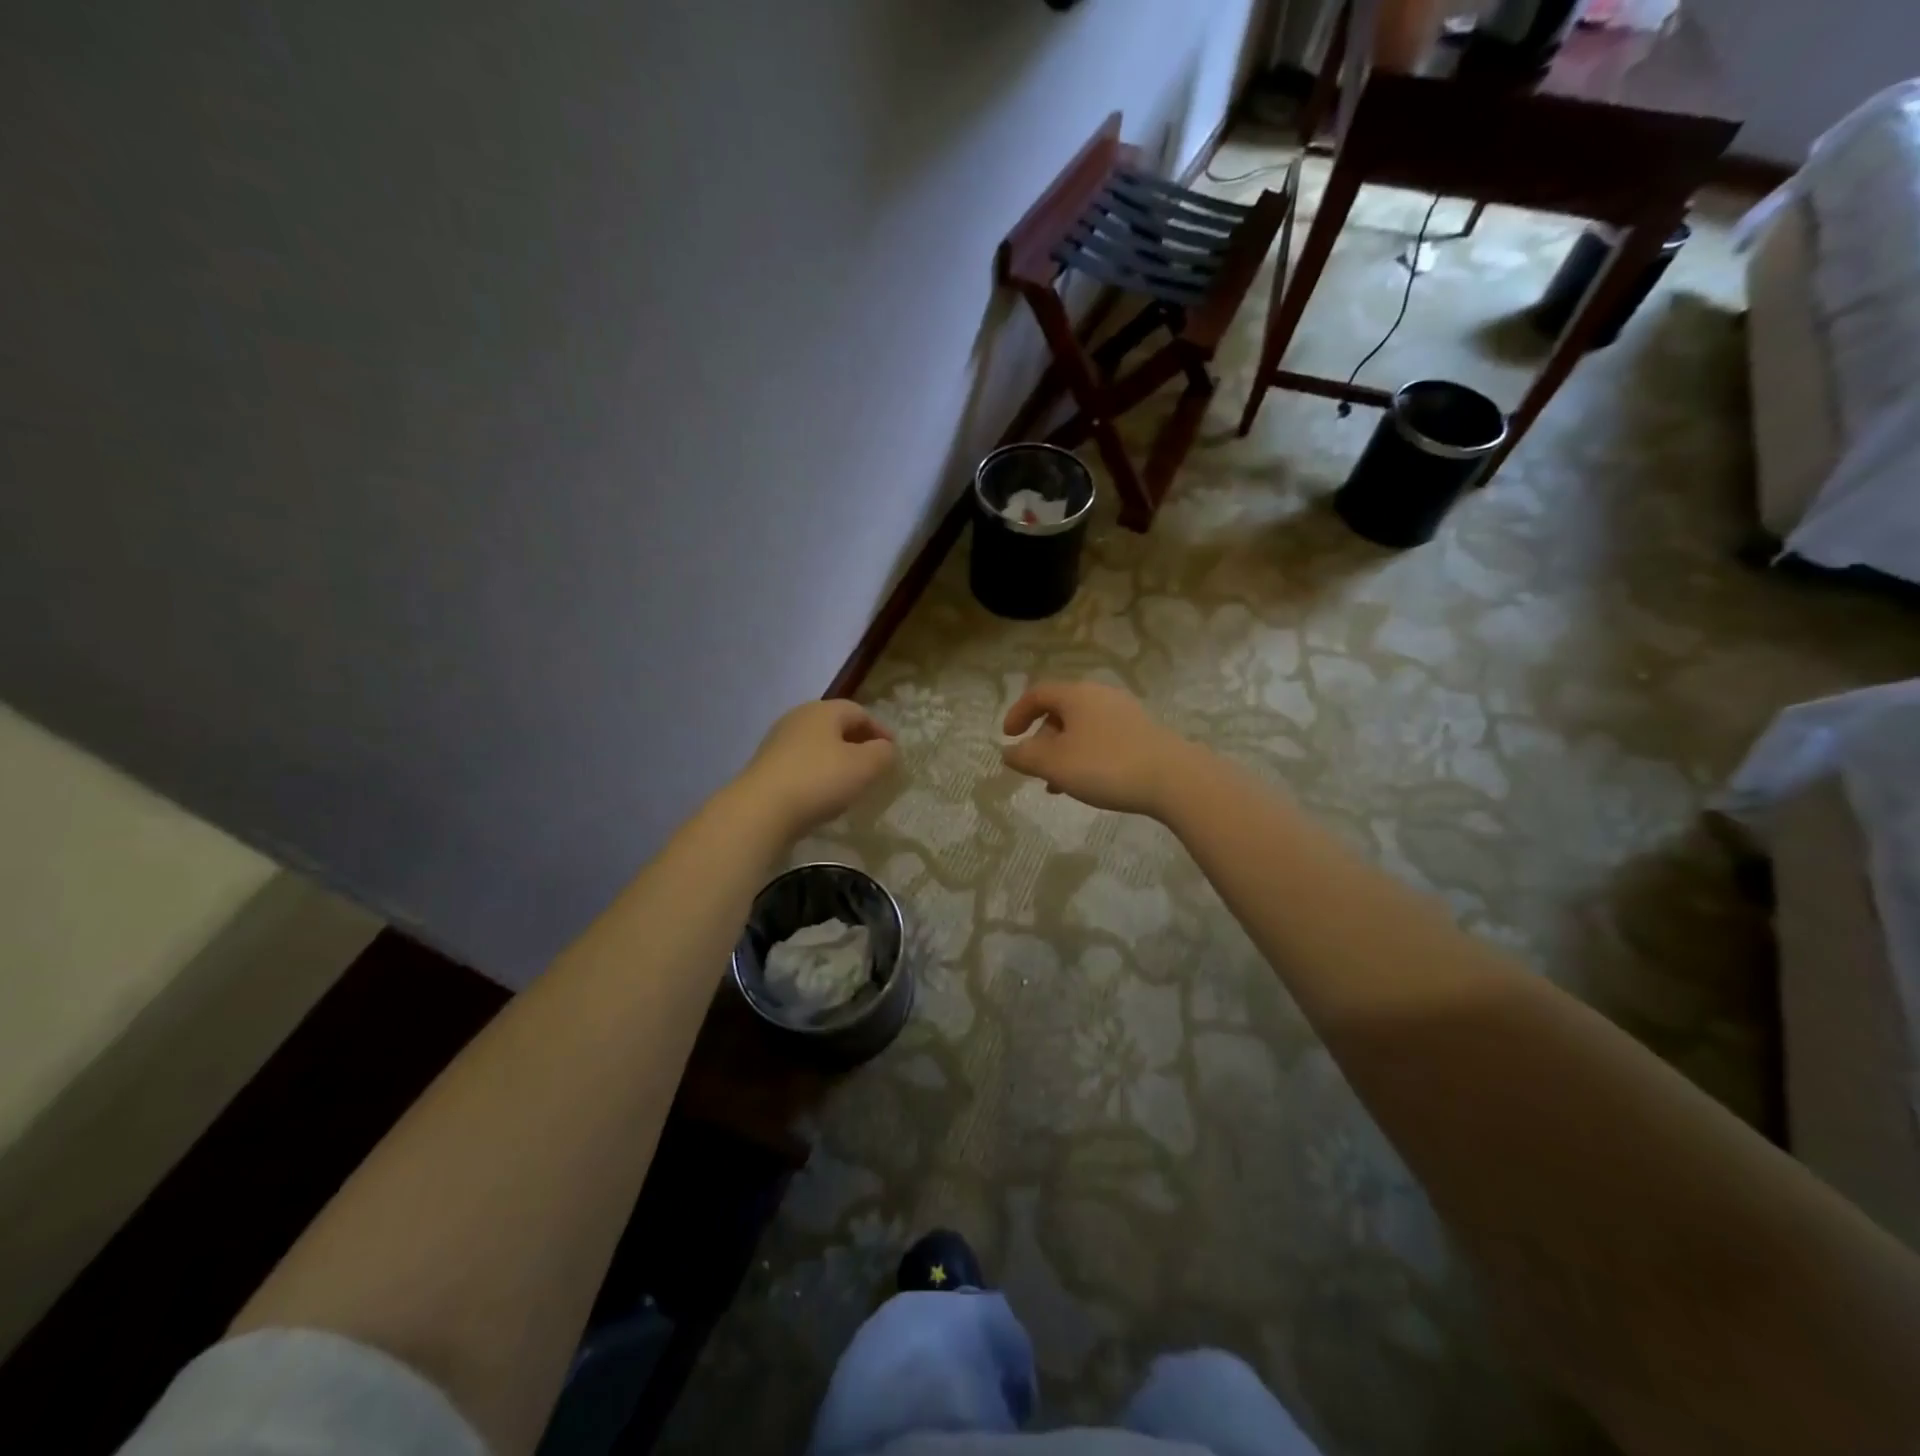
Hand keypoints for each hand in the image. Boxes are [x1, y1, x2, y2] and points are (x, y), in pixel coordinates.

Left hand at [739, 699, 896, 840]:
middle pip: (836, 726)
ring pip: (817, 745)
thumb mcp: (864, 766)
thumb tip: (886, 748)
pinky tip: (823, 794)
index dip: (880, 730)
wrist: (761, 810)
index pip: (859, 712)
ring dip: (837, 759)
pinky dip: (818, 773)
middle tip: (873, 765)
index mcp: (823, 711)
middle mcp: (798, 718)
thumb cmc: (819, 780)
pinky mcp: (766, 766)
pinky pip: (801, 764)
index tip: (893, 751)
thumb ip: (883, 753)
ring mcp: (778, 742)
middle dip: (858, 743)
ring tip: (850, 782)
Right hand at [1001, 681, 1192, 817]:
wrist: (1174, 778)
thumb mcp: (1055, 765)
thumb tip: (1007, 751)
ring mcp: (1125, 712)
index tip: (1008, 737)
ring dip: (1064, 752)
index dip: (1017, 713)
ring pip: (1082, 728)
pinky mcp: (1143, 732)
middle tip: (1036, 769)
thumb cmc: (1105, 766)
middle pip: (1061, 711)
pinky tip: (1090, 783)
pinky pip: (1102, 737)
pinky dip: (1086, 755)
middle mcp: (1100, 695)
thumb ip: (1025, 757)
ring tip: (1060, 785)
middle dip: (1043, 740)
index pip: (1037, 694)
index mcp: (1076, 695)